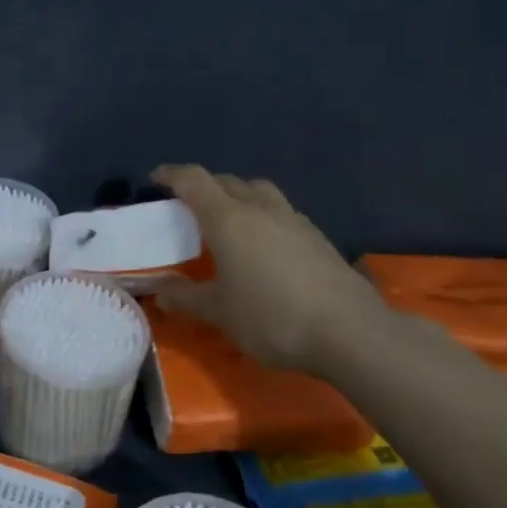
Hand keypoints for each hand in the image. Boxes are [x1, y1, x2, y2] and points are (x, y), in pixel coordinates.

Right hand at [152, 164, 387, 375]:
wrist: (351, 333)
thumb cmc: (272, 318)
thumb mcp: (219, 313)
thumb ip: (186, 298)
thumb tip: (160, 294)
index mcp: (228, 220)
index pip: (194, 180)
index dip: (171, 174)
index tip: (155, 178)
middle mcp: (260, 209)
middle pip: (226, 181)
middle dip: (203, 187)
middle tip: (186, 208)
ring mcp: (294, 220)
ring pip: (258, 191)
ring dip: (237, 196)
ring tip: (227, 221)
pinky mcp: (317, 237)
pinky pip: (280, 211)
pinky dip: (262, 216)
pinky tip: (263, 245)